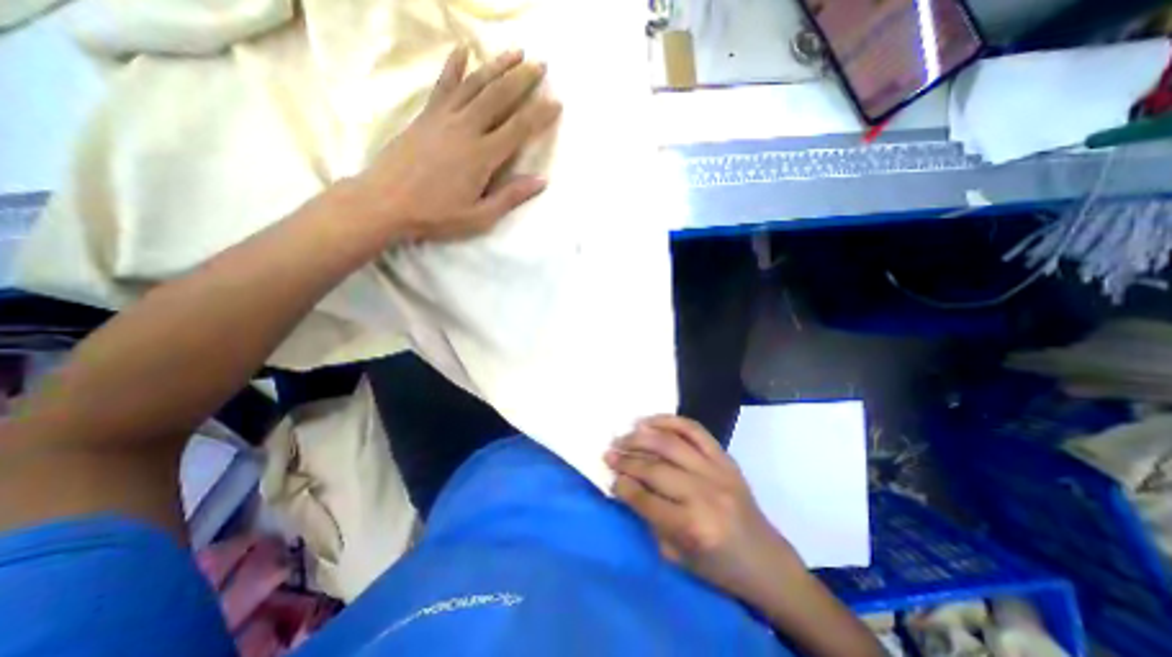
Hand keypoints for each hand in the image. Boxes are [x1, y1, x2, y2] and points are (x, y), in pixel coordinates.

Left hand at [348, 47, 562, 240]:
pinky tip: (463, 50)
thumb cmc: (436, 215)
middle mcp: (466, 129)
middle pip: (499, 97)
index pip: (518, 129)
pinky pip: (443, 86)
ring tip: (516, 52)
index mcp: (482, 156)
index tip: (557, 103)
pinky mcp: (425, 116)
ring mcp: (443, 118)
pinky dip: (454, 66)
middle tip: (541, 65)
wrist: (385, 203)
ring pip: (475, 84)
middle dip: (523, 79)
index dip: (540, 114)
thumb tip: (541, 180)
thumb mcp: (479, 217)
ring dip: (497, 66)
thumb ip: (510, 197)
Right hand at [604, 417, 795, 601]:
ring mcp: (718, 472)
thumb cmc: (718, 567)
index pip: (646, 500)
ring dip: (642, 437)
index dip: (623, 486)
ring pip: (671, 444)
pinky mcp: (726, 459)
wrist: (765, 559)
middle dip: (626, 460)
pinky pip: (695, 430)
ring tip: (624, 435)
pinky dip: (670, 421)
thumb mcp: (677, 557)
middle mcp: (705, 495)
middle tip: (609, 453)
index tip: (609, 476)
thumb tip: (626, 485)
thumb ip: (649, 519)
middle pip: (655, 468)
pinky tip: (651, 421)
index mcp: (693, 528)